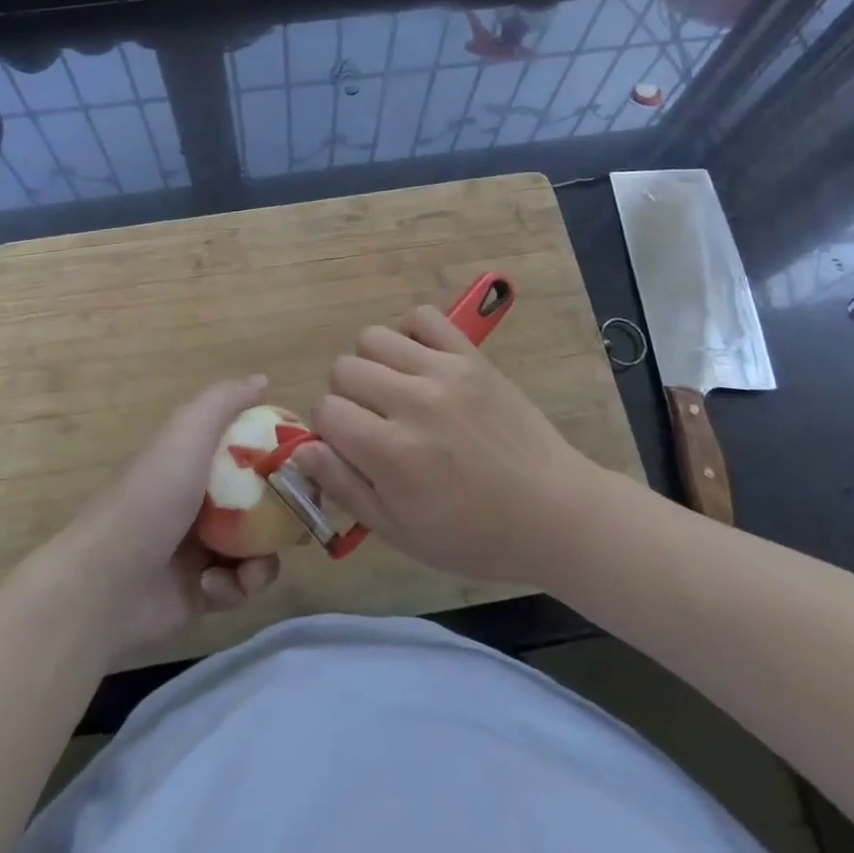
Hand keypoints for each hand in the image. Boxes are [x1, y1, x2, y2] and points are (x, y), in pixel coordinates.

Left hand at [58, 377, 280, 657]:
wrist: (103, 585)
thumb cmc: (151, 499)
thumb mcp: (187, 433)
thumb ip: (224, 402)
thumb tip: (262, 380)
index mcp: (198, 459)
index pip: (253, 449)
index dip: (283, 455)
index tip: (309, 464)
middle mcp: (203, 498)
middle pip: (265, 500)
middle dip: (287, 512)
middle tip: (302, 522)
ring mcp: (203, 547)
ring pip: (259, 546)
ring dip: (262, 560)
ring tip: (249, 571)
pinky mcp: (203, 591)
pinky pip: (240, 585)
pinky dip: (235, 587)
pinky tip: (213, 587)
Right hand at [289, 306, 598, 585]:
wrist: (552, 511)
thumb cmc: (473, 535)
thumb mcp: (400, 532)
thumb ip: (344, 487)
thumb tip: (301, 448)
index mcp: (391, 452)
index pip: (326, 410)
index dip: (331, 430)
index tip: (353, 447)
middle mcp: (412, 402)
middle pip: (344, 368)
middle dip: (347, 396)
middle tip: (375, 421)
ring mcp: (444, 372)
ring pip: (373, 337)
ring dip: (373, 364)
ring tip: (395, 390)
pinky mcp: (471, 356)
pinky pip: (423, 317)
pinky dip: (411, 334)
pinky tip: (420, 363)